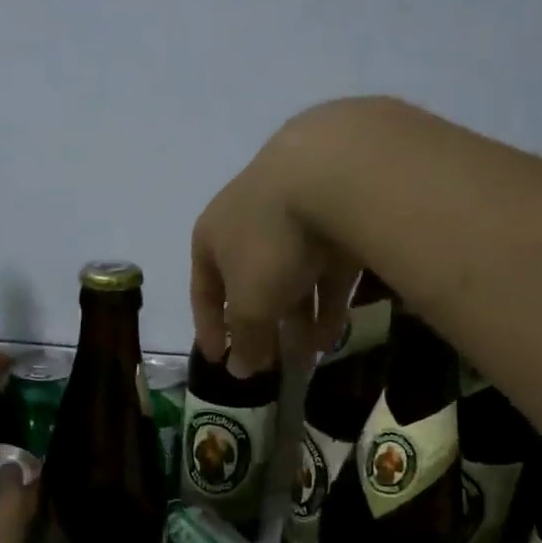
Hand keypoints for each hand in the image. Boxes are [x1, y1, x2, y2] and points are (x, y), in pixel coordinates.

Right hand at [191, 106, 361, 376]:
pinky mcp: (337, 216)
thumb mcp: (251, 302)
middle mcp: (248, 223)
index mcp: (212, 237)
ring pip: (293, 278)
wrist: (332, 172)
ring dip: (299, 321)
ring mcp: (294, 215)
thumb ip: (245, 337)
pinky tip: (336, 335)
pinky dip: (328, 301)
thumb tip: (239, 370)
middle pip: (251, 285)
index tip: (219, 361)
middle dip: (262, 328)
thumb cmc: (270, 242)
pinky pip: (327, 269)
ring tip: (311, 359)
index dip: (210, 329)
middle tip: (274, 366)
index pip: (204, 291)